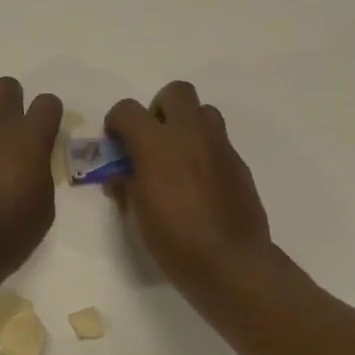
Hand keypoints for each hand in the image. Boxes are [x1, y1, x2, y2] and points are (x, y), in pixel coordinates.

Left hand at [0, 77, 62, 288]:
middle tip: (17, 130)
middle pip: (6, 86)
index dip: (51, 114)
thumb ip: (41, 172)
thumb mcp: (44, 205)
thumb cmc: (11, 232)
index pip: (47, 102)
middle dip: (15, 101)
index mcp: (29, 139)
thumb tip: (33, 162)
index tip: (49, 132)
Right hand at [105, 81, 274, 304]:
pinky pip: (218, 141)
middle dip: (159, 109)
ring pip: (204, 111)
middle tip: (152, 140)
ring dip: (187, 124)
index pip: (128, 110)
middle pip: (176, 92)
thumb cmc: (174, 241)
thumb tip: (119, 177)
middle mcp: (190, 135)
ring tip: (178, 157)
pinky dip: (204, 151)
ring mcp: (219, 146)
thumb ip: (126, 186)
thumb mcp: (137, 215)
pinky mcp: (238, 163)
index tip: (116, 143)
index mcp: (157, 145)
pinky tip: (199, 182)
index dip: (117, 122)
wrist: (230, 262)